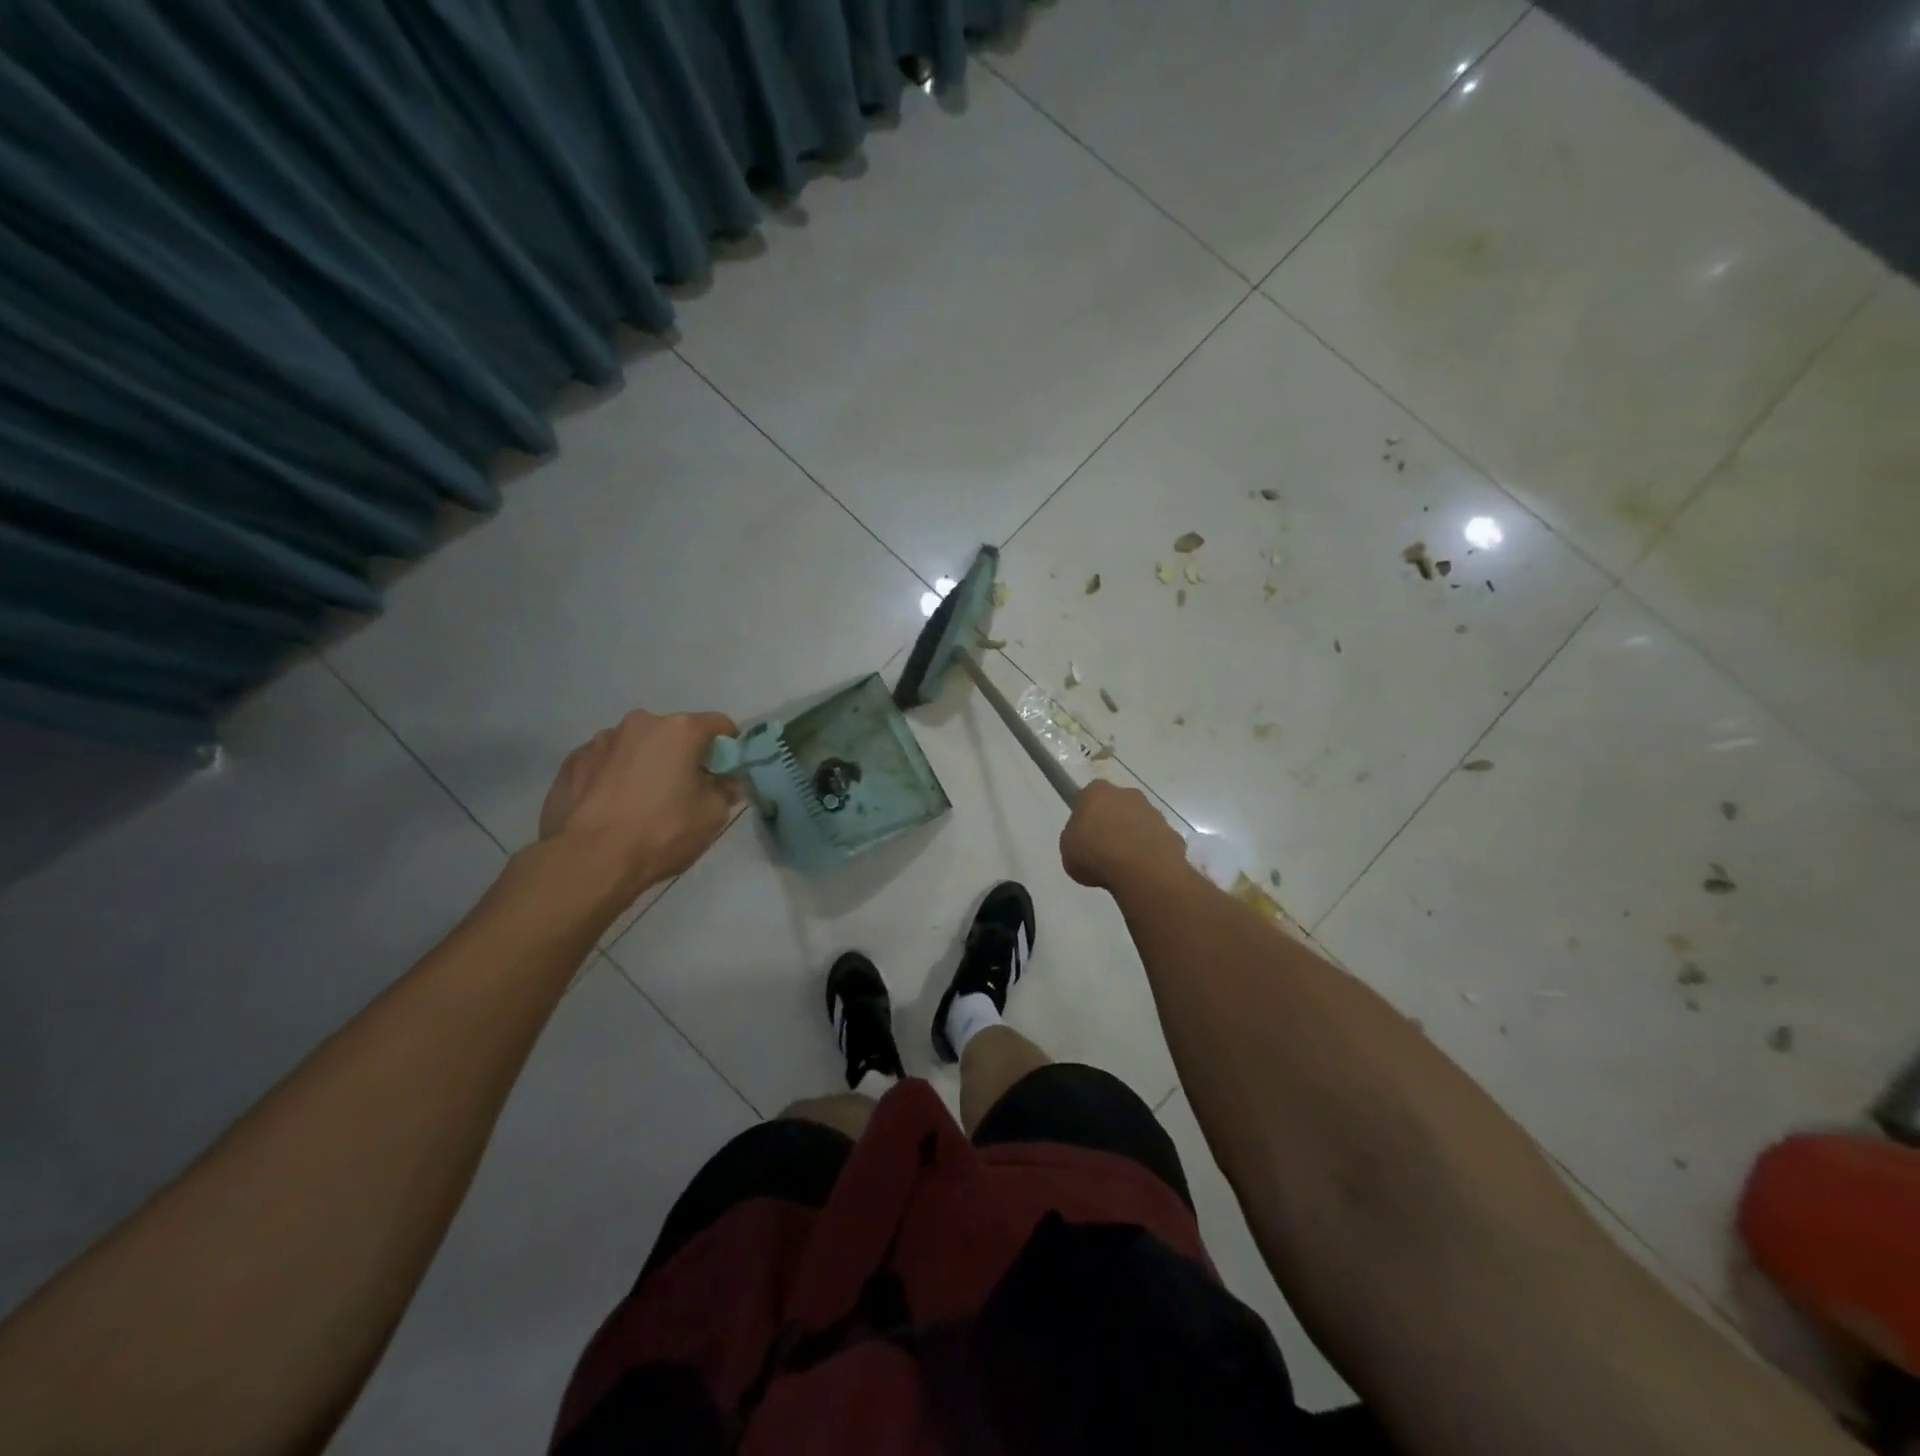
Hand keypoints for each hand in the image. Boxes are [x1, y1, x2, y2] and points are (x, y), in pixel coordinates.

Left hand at [538, 710, 741, 896]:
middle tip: (683, 791)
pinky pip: (605, 763)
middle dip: (682, 756)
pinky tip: (611, 808)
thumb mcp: (712, 816)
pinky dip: (613, 777)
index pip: (718, 724)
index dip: (727, 748)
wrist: (588, 860)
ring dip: (645, 764)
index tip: (724, 773)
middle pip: (673, 734)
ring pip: (636, 747)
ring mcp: (600, 741)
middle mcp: (640, 723)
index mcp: (679, 730)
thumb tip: (724, 782)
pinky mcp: (571, 762)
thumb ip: (725, 790)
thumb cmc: (661, 832)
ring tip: (641, 802)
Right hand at [1059, 779, 1187, 891]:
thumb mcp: (1068, 849)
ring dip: (1132, 837)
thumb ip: (1075, 838)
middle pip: (1116, 805)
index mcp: (1096, 792)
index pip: (1088, 797)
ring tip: (1123, 865)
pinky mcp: (1171, 832)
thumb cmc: (1095, 854)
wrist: (1141, 869)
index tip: (1084, 835)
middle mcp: (1127, 794)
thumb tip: (1085, 839)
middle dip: (1112, 823)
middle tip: (1103, 849)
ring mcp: (1152, 812)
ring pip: (1138, 822)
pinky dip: (1150, 852)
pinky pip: (1155, 841)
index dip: (1086, 816)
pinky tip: (1143, 871)